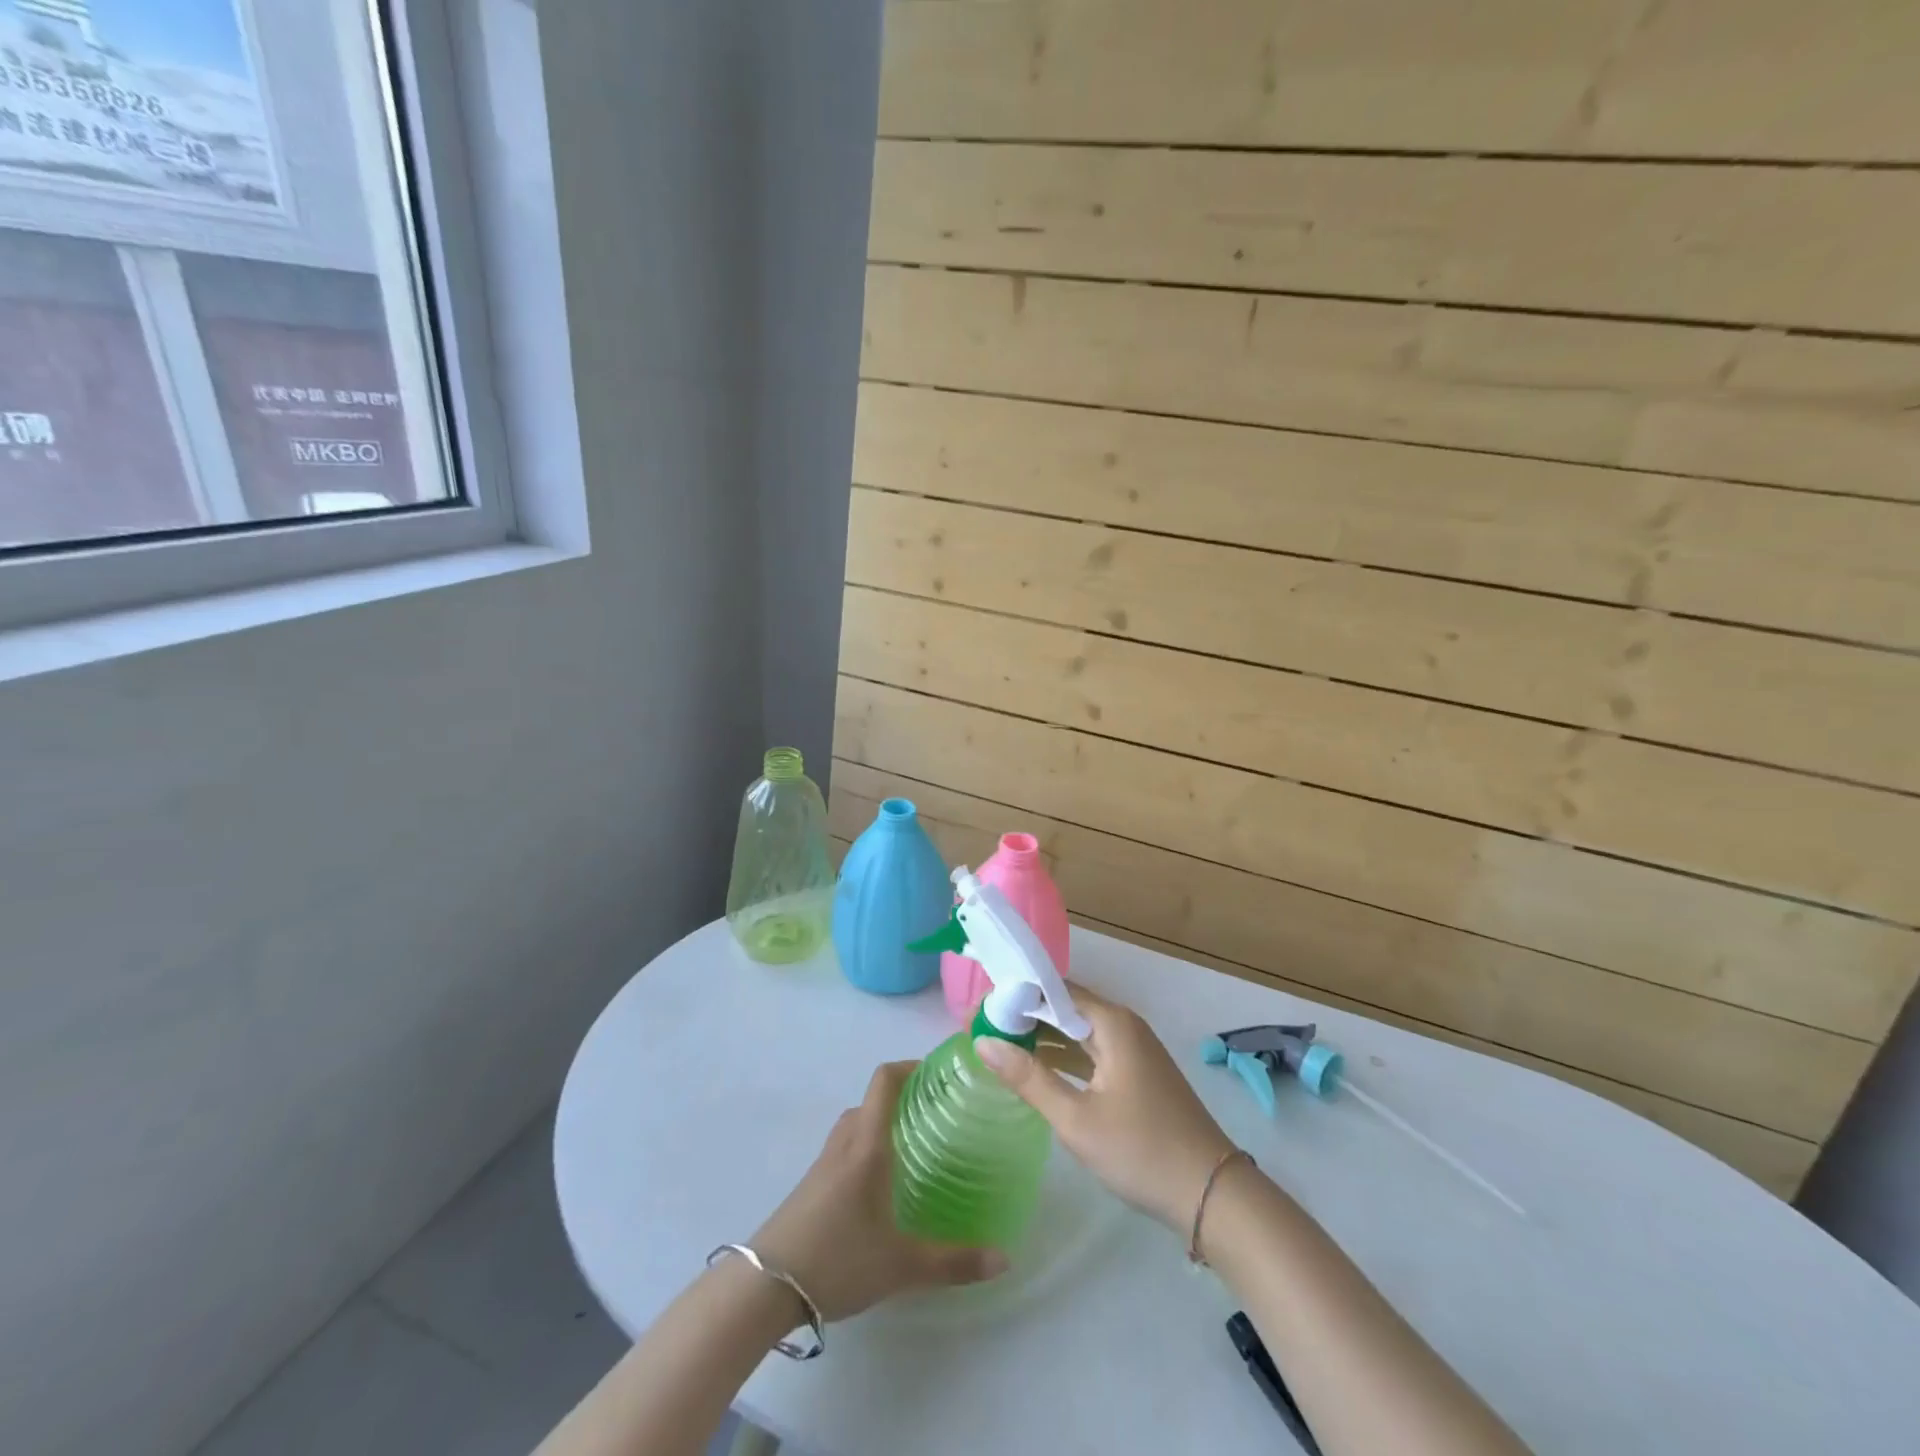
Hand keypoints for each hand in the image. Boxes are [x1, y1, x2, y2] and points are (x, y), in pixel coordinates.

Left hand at [750, 1061, 1006, 1321]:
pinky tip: (882, 1184)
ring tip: (915, 1146)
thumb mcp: (902, 1265)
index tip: (940, 1073)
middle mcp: (844, 1142)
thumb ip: (954, 1261)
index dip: (910, 1066)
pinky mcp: (811, 1184)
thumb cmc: (837, 1259)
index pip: (884, 1080)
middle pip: (872, 1099)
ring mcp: (823, 1162)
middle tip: (938, 1115)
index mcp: (867, 1143)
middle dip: (903, 1098)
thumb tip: (1004, 1258)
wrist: (765, 1288)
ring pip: (857, 1124)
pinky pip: (845, 1147)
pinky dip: (866, 1146)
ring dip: (882, 1123)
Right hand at [975, 989, 1237, 1232]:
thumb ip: (1029, 1078)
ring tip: (999, 1046)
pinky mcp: (1136, 1073)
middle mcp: (1122, 1025)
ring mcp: (1132, 1050)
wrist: (1212, 1194)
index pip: (1052, 989)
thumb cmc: (1141, 1151)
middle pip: (1064, 1007)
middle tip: (981, 1029)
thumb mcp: (1076, 1119)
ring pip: (1077, 1031)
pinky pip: (1090, 1052)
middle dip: (1024, 1016)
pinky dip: (1062, 1057)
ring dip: (1041, 1038)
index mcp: (1111, 1022)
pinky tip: (1035, 1071)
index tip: (979, 1010)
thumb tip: (983, 1041)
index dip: (1014, 995)